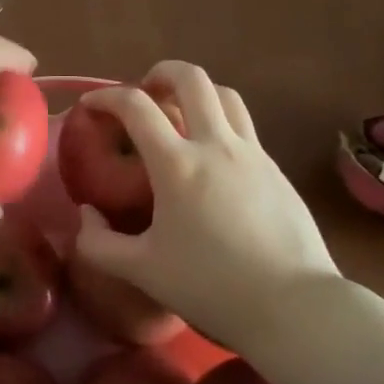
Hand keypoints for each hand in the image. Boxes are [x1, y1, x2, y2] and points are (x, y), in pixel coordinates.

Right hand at [72, 62, 340, 351]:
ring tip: (181, 113)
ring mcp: (253, 154)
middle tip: (145, 92)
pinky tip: (214, 159)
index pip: (135, 106)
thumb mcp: (142, 271)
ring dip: (198, 92)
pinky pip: (245, 128)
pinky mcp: (277, 171)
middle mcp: (216, 145)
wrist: (297, 310)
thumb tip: (86, 215)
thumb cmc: (213, 288)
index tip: (91, 105)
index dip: (106, 96)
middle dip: (161, 73)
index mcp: (177, 164)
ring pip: (226, 95)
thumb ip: (99, 243)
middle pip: (191, 79)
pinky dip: (222, 124)